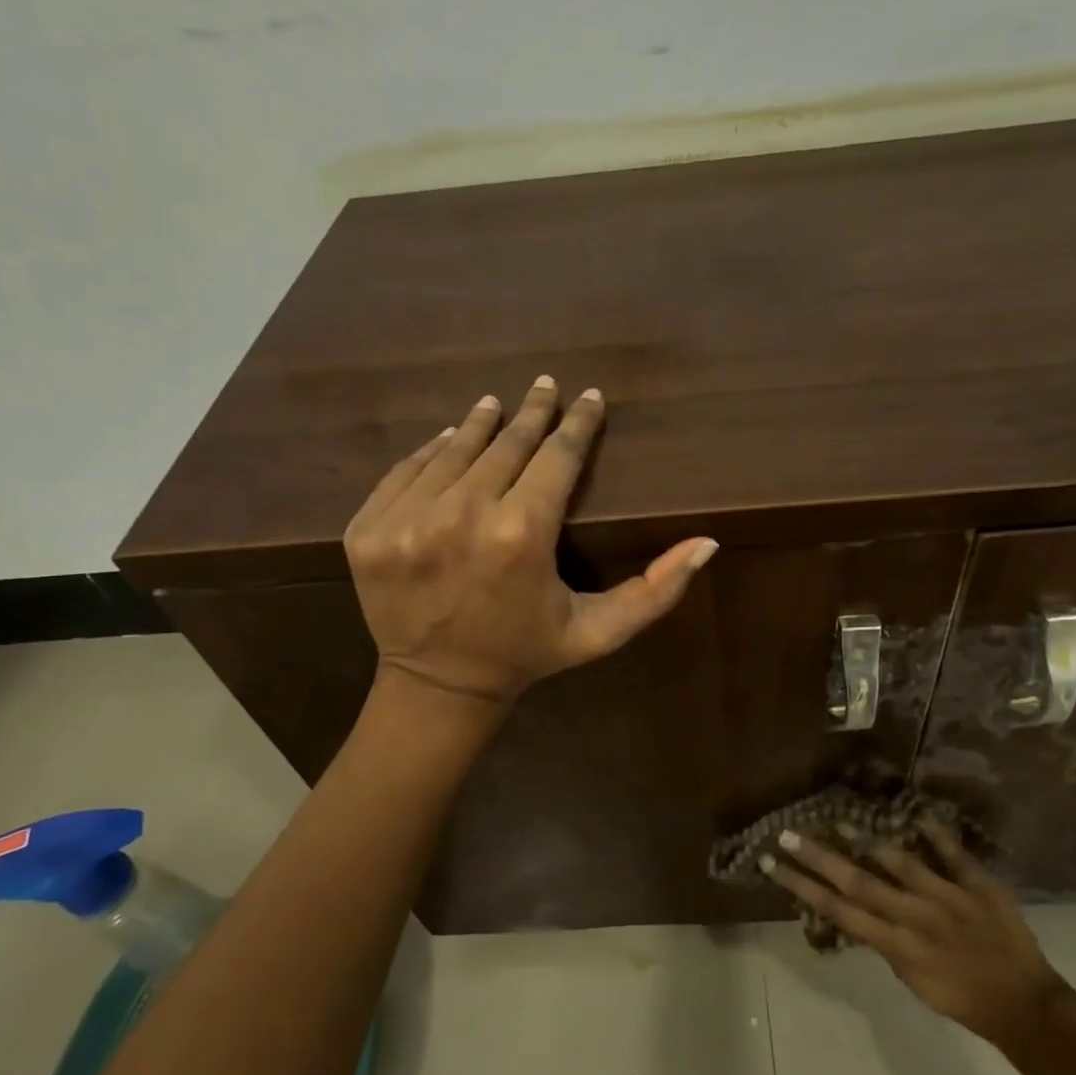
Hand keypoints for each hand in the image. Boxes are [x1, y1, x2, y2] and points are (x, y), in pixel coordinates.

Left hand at [345, 376, 717, 704]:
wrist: (437, 688)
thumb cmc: (526, 653)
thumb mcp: (598, 631)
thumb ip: (655, 591)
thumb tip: (707, 542)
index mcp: (521, 536)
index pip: (556, 458)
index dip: (577, 424)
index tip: (588, 397)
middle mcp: (460, 517)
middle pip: (505, 445)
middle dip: (531, 413)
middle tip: (545, 386)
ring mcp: (405, 521)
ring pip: (451, 451)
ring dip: (479, 424)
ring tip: (497, 404)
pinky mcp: (368, 529)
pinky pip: (404, 472)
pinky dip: (429, 453)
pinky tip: (447, 440)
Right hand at [761, 816, 1067, 1049]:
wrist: (1026, 1009)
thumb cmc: (964, 1001)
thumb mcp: (914, 981)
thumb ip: (887, 943)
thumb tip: (859, 910)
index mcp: (897, 945)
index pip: (838, 910)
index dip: (802, 887)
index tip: (773, 865)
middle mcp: (915, 917)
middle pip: (858, 882)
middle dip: (818, 857)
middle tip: (787, 834)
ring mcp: (947, 897)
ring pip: (900, 862)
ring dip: (867, 840)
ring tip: (838, 819)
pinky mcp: (978, 885)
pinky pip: (954, 854)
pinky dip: (936, 834)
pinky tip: (916, 814)